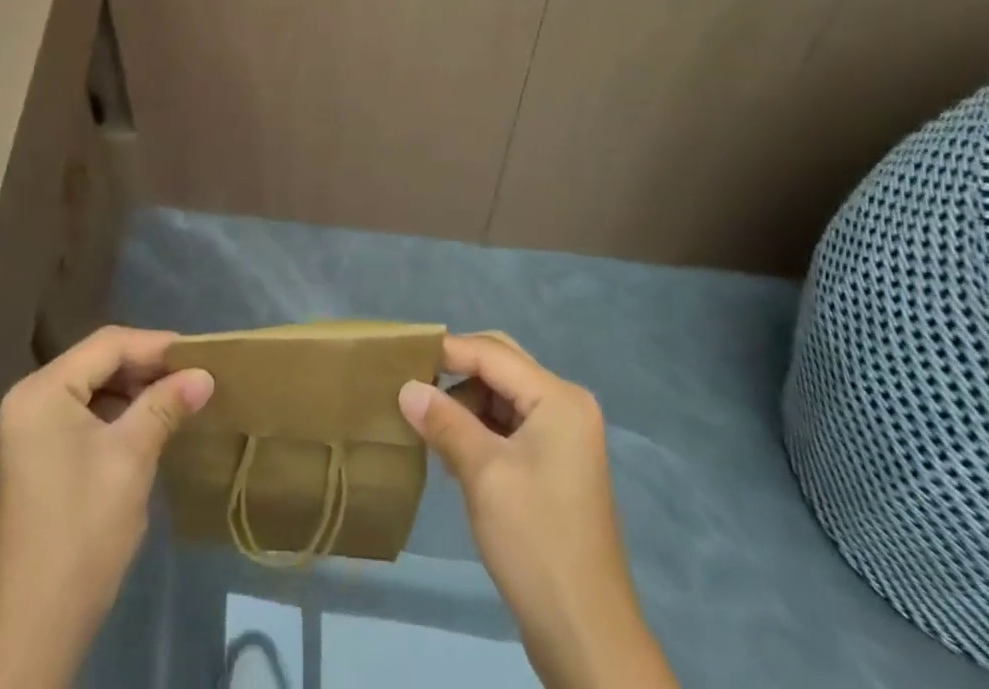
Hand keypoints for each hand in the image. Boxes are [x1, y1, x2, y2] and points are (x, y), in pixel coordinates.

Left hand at [0, 326, 213, 688]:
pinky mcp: (38, 453)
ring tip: (179, 396)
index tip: (200, 353)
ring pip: (93, 386)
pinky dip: (117, 412)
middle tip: (193, 375)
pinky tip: (149, 422)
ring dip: (135, 389)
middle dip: (147, 366)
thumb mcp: (131, 459)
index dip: (156, 345)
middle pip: (98, 361)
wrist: (37, 628)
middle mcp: (29, 398)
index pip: (107, 345)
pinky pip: (83, 412)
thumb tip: (204, 375)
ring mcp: (30, 427)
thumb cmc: (84, 532)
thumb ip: (165, 406)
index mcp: (42, 391)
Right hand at [398, 333, 676, 688]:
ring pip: (503, 395)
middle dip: (457, 372)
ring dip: (465, 402)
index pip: (492, 354)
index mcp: (559, 399)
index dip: (446, 351)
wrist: (587, 637)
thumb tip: (405, 387)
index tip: (401, 356)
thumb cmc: (536, 542)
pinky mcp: (556, 466)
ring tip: (426, 422)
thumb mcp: (483, 474)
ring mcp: (564, 438)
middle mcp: (567, 406)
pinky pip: (510, 425)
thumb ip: (444, 421)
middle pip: (501, 366)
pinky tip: (451, 449)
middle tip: (412, 383)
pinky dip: (480, 428)